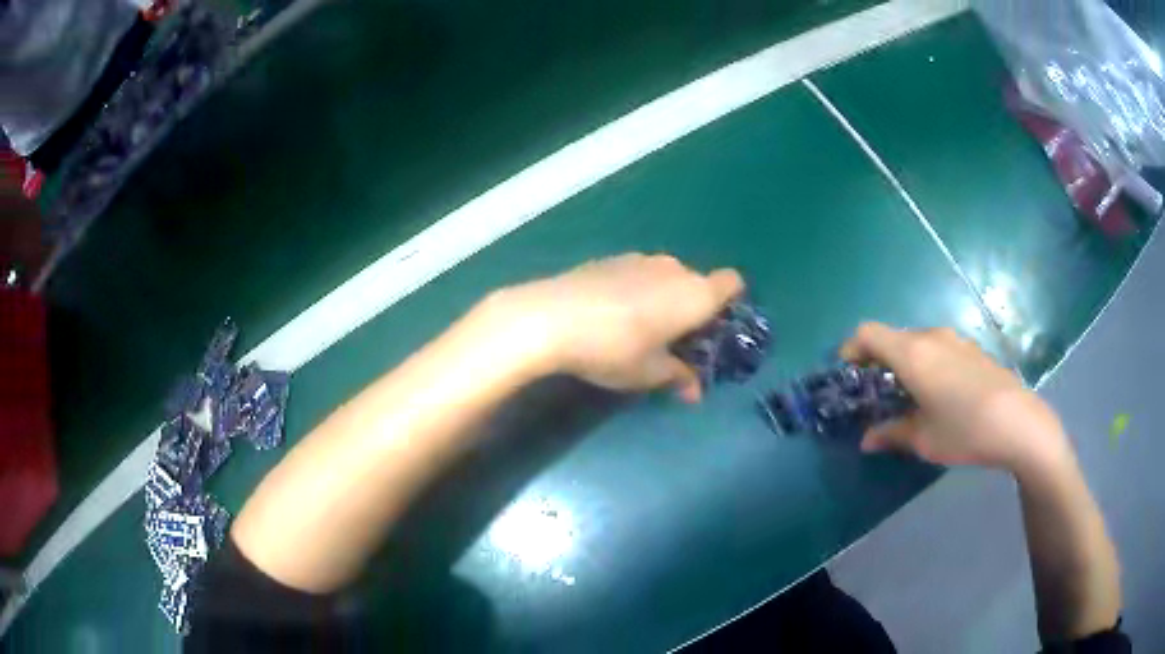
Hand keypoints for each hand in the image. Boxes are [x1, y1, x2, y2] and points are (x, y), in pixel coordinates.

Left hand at [489, 253, 742, 400]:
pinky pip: (637, 273)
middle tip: (674, 341)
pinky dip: (636, 290)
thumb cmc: (614, 349)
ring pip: (665, 277)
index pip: (732, 283)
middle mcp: (673, 269)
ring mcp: (639, 259)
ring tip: (640, 329)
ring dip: (663, 298)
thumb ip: (679, 378)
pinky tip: (610, 314)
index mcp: (695, 294)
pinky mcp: (609, 259)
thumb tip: (695, 392)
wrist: (552, 317)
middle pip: (697, 282)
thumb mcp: (650, 373)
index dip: (730, 302)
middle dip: (692, 308)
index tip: (713, 328)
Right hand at [841, 323, 1070, 473]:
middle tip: (877, 394)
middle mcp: (931, 337)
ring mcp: (955, 340)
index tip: (848, 374)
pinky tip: (941, 395)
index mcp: (912, 354)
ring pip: (917, 343)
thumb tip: (867, 440)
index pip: (868, 333)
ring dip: (904, 363)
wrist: (1018, 422)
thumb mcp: (923, 439)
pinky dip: (927, 364)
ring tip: (909, 396)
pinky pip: (939, 348)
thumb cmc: (965, 431)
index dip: (851, 348)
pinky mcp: (972, 349)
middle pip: (893, 337)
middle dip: (878, 361)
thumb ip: (891, 434)